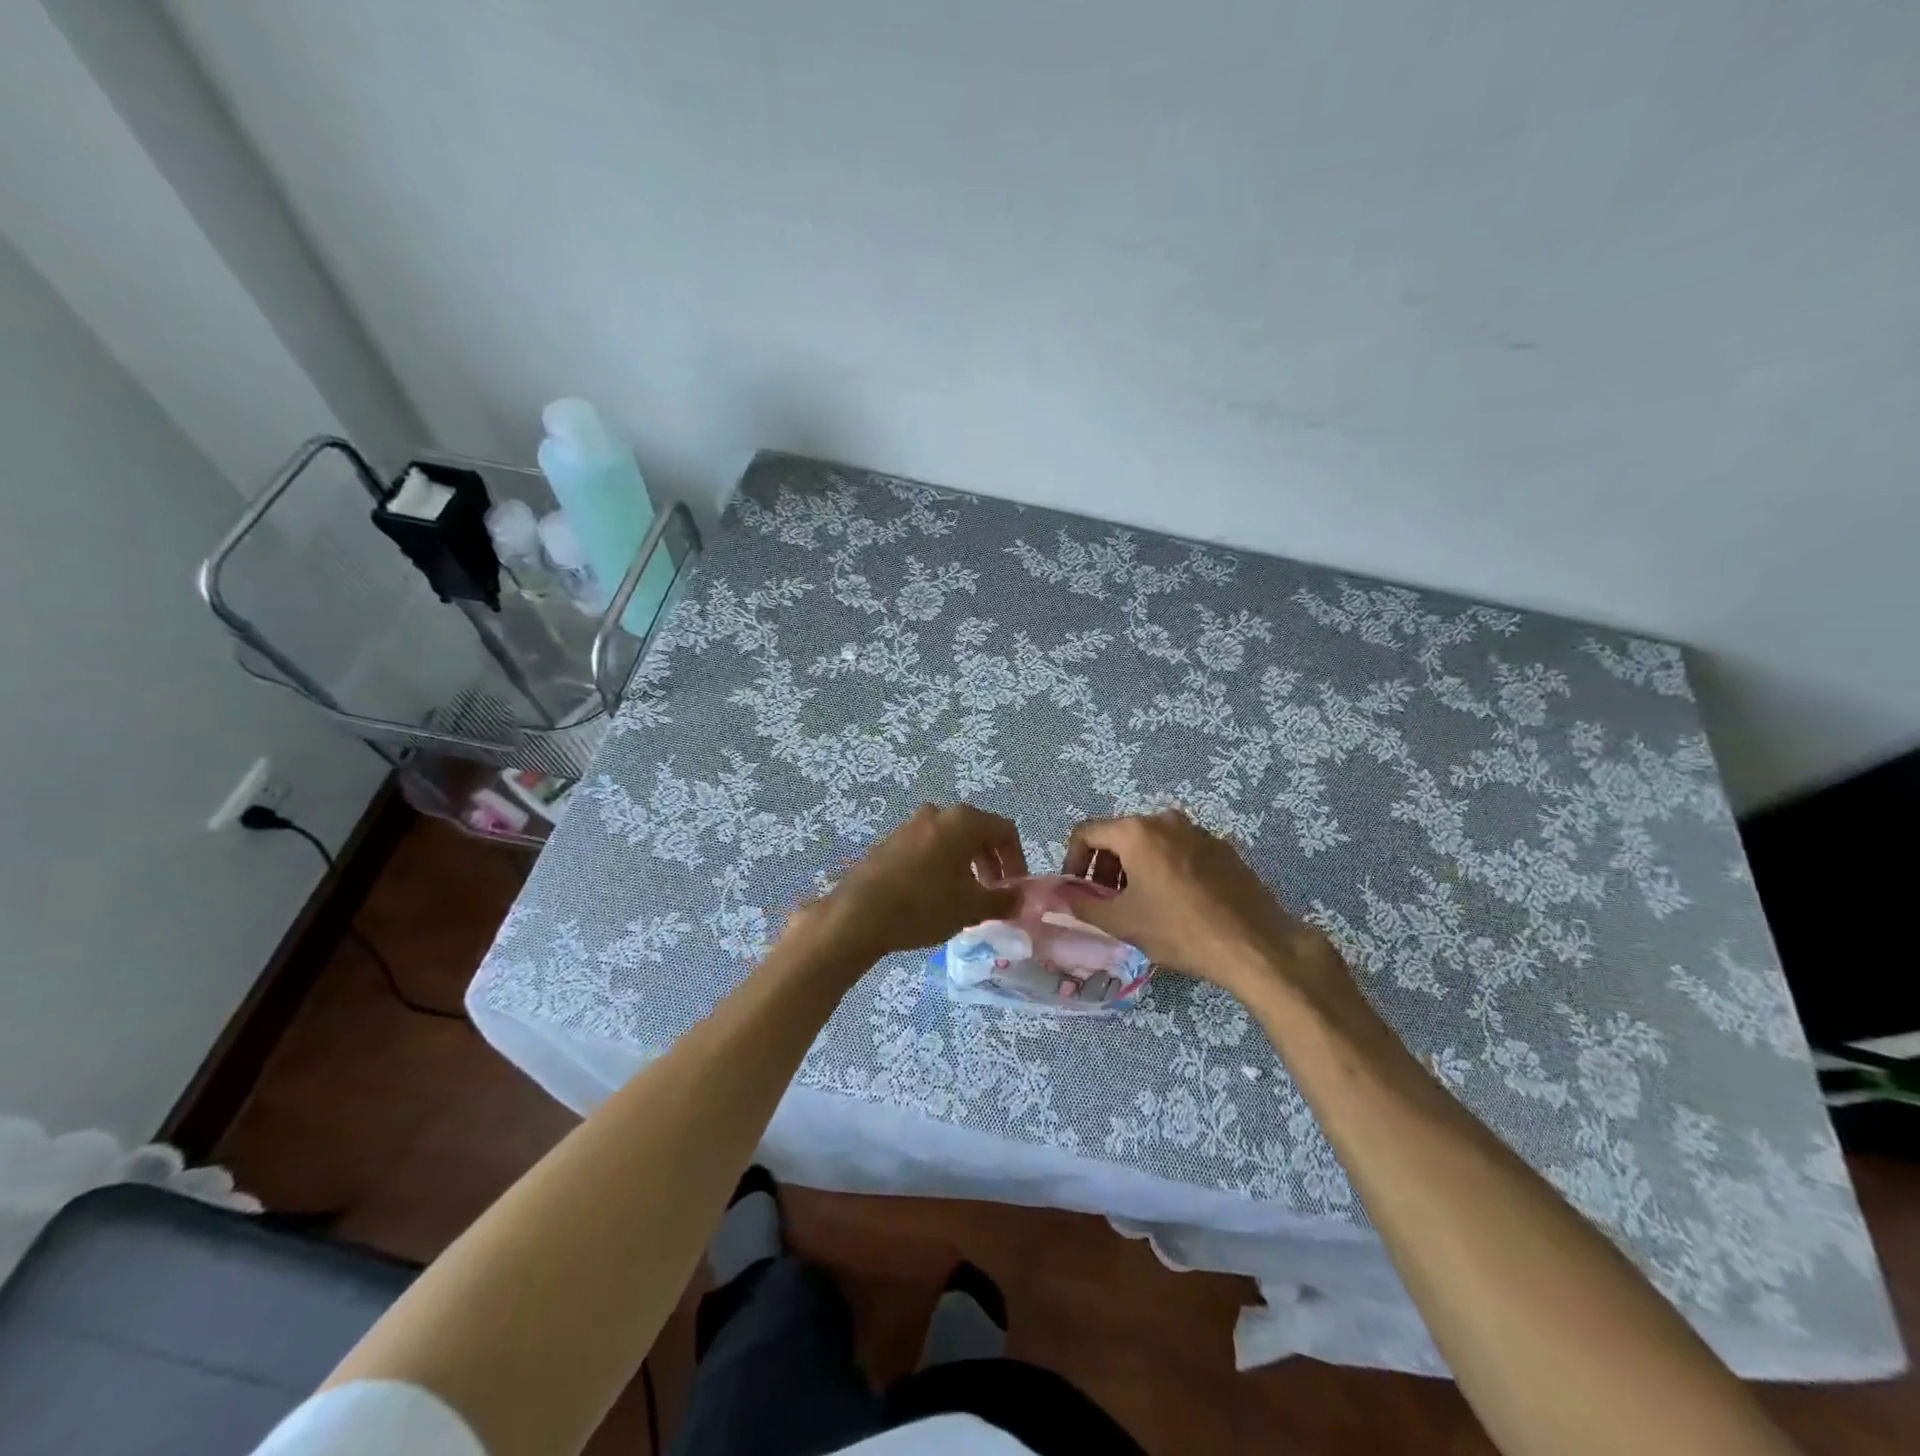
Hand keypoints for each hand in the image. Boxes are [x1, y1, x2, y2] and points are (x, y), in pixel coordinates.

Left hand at [797, 803, 1026, 964]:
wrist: (858, 914)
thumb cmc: (924, 905)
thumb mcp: (971, 907)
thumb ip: (1004, 900)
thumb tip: (1023, 898)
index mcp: (962, 821)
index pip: (1005, 831)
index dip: (1017, 860)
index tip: (1016, 889)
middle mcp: (937, 814)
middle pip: (977, 833)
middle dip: (991, 863)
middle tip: (993, 894)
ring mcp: (910, 825)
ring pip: (951, 841)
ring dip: (966, 865)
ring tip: (965, 898)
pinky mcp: (890, 842)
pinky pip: (927, 848)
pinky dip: (941, 866)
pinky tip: (934, 896)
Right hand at [1062, 809, 1347, 999]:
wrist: (1254, 944)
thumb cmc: (1179, 931)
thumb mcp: (1122, 922)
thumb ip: (1081, 903)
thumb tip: (1058, 895)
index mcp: (1136, 831)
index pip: (1086, 832)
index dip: (1072, 860)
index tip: (1076, 890)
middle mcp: (1165, 820)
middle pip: (1119, 835)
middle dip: (1104, 866)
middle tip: (1107, 901)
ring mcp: (1197, 831)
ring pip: (1150, 842)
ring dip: (1133, 868)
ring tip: (1140, 905)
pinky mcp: (1221, 847)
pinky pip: (1178, 850)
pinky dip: (1164, 868)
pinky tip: (1175, 903)